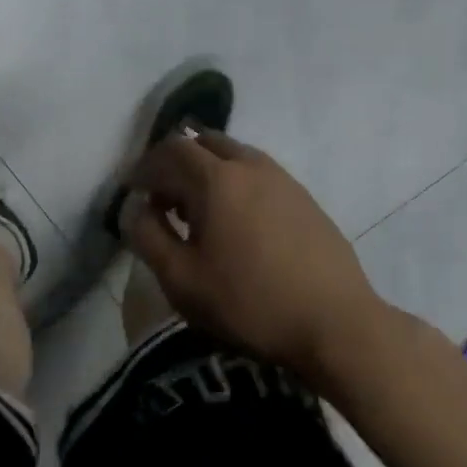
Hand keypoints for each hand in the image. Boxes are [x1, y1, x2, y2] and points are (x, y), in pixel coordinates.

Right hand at [123, 131, 386, 378]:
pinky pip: (257, 174)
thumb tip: (136, 209)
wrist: (335, 324)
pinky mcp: (304, 199)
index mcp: (216, 180)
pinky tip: (235, 224)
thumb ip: (148, 236)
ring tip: (197, 213)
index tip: (131, 192)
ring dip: (206, 172)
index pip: (169, 152)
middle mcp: (250, 166)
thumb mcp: (180, 279)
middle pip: (203, 142)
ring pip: (233, 156)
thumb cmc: (248, 303)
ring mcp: (283, 179)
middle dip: (174, 163)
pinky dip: (234, 183)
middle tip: (162, 199)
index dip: (143, 168)